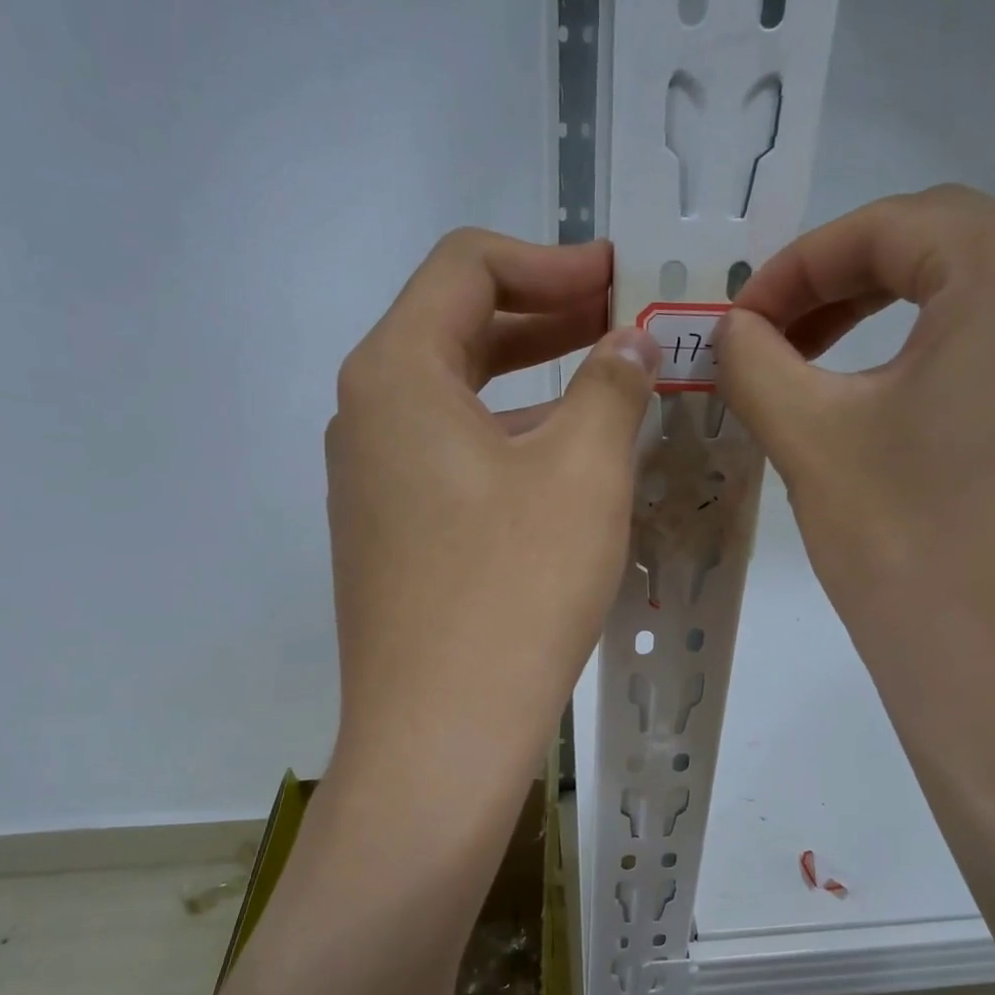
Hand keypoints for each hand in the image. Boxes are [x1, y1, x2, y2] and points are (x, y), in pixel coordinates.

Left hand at [326, 229, 659, 833]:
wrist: (440, 734)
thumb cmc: (513, 588)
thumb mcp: (582, 472)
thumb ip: (610, 386)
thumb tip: (630, 345)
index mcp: (395, 375)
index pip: (465, 268)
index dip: (550, 260)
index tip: (617, 279)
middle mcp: (364, 417)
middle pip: (455, 331)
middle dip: (543, 316)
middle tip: (621, 323)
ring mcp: (370, 484)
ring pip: (456, 402)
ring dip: (530, 385)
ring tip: (606, 392)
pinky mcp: (388, 538)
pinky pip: (450, 461)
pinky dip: (508, 442)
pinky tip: (563, 469)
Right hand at [717, 187, 994, 704]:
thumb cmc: (913, 550)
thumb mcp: (813, 442)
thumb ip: (755, 362)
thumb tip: (729, 329)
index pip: (890, 226)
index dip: (795, 268)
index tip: (738, 322)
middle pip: (952, 254)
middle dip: (848, 292)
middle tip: (778, 347)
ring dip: (906, 328)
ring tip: (841, 384)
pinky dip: (966, 371)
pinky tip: (924, 432)